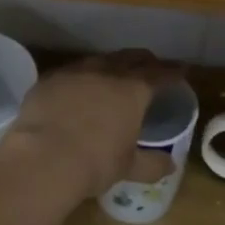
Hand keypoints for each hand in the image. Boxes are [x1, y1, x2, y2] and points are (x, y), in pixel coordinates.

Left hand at [0, 50, 185, 205]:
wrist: (43, 159)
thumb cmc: (94, 163)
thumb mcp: (128, 167)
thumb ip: (151, 164)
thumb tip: (170, 164)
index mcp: (132, 90)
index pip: (159, 74)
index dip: (173, 71)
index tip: (182, 70)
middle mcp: (106, 72)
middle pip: (131, 57)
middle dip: (145, 60)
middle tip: (152, 66)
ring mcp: (75, 72)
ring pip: (100, 60)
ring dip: (112, 64)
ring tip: (114, 73)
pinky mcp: (49, 79)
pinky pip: (71, 72)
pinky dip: (81, 77)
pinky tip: (78, 87)